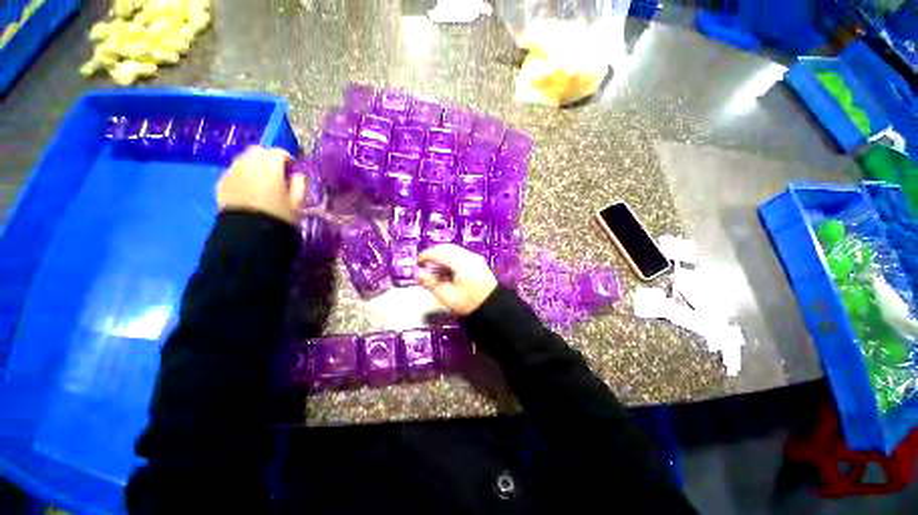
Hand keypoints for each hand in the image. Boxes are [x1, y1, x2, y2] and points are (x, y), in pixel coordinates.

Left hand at [216, 146, 305, 224]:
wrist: (249, 231)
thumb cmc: (279, 215)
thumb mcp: (298, 202)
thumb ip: (300, 184)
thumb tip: (298, 175)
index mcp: (270, 166)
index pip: (279, 152)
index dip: (288, 160)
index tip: (292, 172)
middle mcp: (249, 163)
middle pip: (259, 151)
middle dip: (268, 158)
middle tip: (276, 173)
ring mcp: (232, 171)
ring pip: (244, 159)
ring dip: (254, 165)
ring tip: (261, 181)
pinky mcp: (222, 182)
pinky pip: (234, 171)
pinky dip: (243, 175)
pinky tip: (248, 189)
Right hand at [417, 244, 497, 315]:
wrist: (495, 309)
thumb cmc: (469, 304)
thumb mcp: (448, 297)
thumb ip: (432, 284)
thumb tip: (418, 274)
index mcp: (461, 263)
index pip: (440, 253)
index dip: (427, 256)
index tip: (418, 262)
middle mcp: (469, 257)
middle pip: (448, 248)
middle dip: (434, 253)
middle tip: (424, 264)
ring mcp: (476, 259)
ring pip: (454, 250)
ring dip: (442, 256)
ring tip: (434, 268)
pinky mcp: (479, 263)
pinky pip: (461, 255)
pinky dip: (450, 258)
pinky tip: (446, 270)